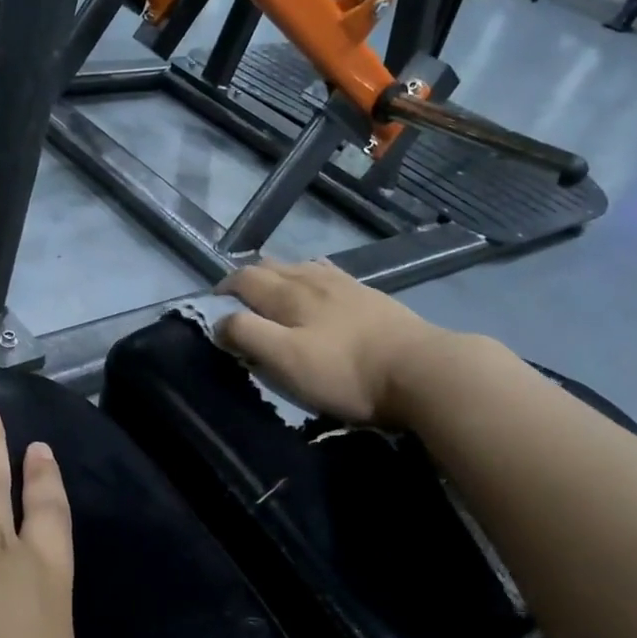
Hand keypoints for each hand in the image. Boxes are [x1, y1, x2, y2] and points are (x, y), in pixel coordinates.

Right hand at [216, 259, 457, 425]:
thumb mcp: (286, 360)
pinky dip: (312, 277)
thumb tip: (220, 322)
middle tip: (239, 299)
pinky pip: (330, 274)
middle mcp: (313, 279)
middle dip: (249, 278)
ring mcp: (346, 285)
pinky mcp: (372, 296)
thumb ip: (248, 336)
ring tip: (275, 291)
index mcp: (288, 294)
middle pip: (272, 267)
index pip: (244, 279)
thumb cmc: (346, 371)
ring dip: (280, 275)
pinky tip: (322, 288)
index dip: (224, 288)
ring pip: (302, 267)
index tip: (213, 305)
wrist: (423, 370)